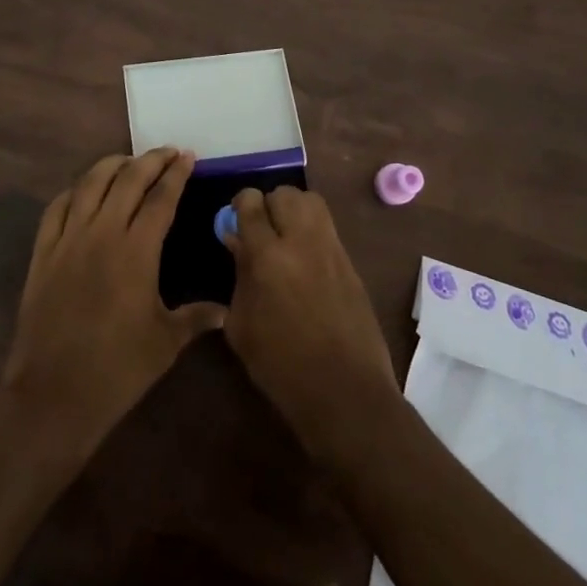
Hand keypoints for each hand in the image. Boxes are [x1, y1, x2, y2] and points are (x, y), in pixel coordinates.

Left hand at [0, 149, 225, 455]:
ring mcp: (68, 240)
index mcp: (136, 251)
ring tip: (128, 161)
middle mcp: (102, 233)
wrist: (54, 393)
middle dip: (150, 160)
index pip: (161, 198)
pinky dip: (73, 191)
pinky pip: (56, 208)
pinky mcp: (43, 253)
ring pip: (89, 184)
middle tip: (167, 152)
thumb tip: (227, 311)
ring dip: (111, 166)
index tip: (188, 156)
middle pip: (127, 180)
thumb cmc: (117, 369)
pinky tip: (83, 191)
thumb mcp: (165, 343)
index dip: (176, 174)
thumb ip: (196, 318)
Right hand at [220, 186, 398, 455]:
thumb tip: (237, 241)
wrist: (344, 391)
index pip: (251, 203)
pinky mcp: (350, 263)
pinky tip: (305, 260)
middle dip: (269, 205)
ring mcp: (332, 249)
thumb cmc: (280, 366)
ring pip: (311, 202)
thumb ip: (239, 275)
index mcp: (268, 256)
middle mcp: (302, 241)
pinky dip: (312, 231)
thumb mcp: (242, 325)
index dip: (240, 206)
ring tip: (285, 238)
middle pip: (285, 194)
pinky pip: (328, 228)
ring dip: (294, 210)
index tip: (236, 222)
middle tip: (262, 231)